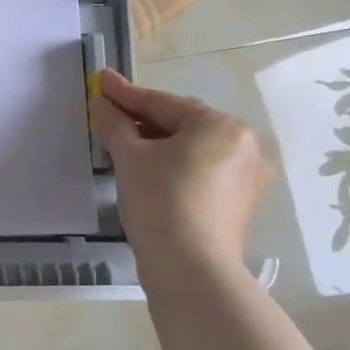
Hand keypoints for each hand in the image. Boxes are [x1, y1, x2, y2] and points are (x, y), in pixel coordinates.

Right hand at [90, 70, 273, 266]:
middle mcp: (245, 144)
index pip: (163, 103)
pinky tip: (151, 172)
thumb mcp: (130, 157)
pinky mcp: (242, 203)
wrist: (191, 267)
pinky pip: (204, 171)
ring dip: (160, 144)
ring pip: (194, 149)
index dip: (126, 94)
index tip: (100, 81)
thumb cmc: (160, 201)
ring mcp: (249, 176)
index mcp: (221, 125)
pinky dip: (177, 166)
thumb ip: (115, 124)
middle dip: (144, 120)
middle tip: (110, 115)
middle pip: (183, 124)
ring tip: (126, 145)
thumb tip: (101, 102)